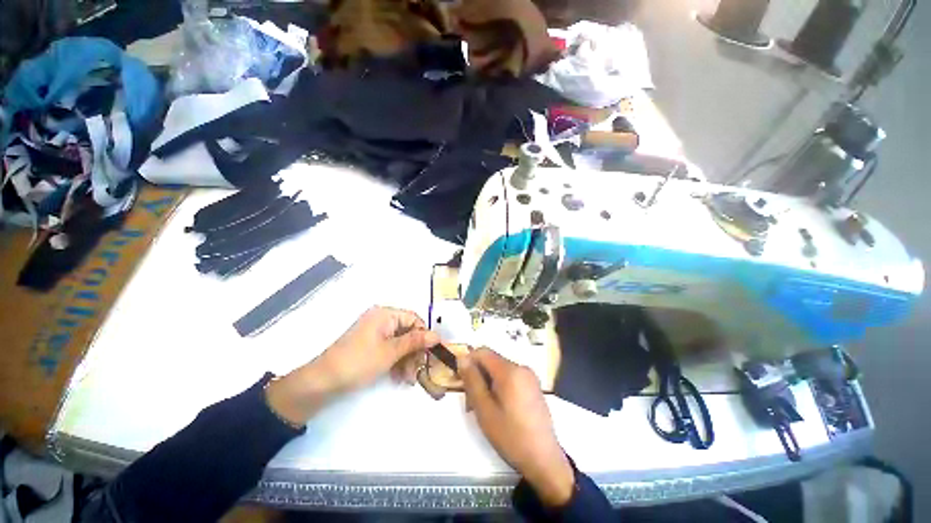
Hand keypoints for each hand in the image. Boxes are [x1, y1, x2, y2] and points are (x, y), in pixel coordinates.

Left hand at [266, 307, 438, 425]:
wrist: (322, 382)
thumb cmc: (359, 361)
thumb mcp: (391, 352)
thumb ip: (415, 342)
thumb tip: (437, 336)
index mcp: (385, 314)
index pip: (414, 319)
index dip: (425, 335)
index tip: (432, 353)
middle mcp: (381, 319)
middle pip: (407, 332)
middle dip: (414, 352)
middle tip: (419, 371)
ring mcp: (375, 332)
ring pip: (400, 343)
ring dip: (407, 360)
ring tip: (408, 380)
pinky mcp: (370, 345)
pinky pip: (390, 349)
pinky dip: (396, 362)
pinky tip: (399, 378)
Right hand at [459, 349, 574, 507]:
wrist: (544, 460)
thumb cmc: (511, 436)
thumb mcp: (484, 410)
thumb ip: (472, 380)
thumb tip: (462, 358)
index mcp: (510, 371)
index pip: (483, 352)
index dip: (469, 361)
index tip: (461, 380)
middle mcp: (521, 367)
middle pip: (492, 361)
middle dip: (478, 375)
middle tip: (471, 401)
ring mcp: (530, 377)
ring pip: (500, 370)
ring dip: (488, 382)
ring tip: (484, 408)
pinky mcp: (534, 386)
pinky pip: (511, 378)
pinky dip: (500, 386)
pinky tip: (499, 408)